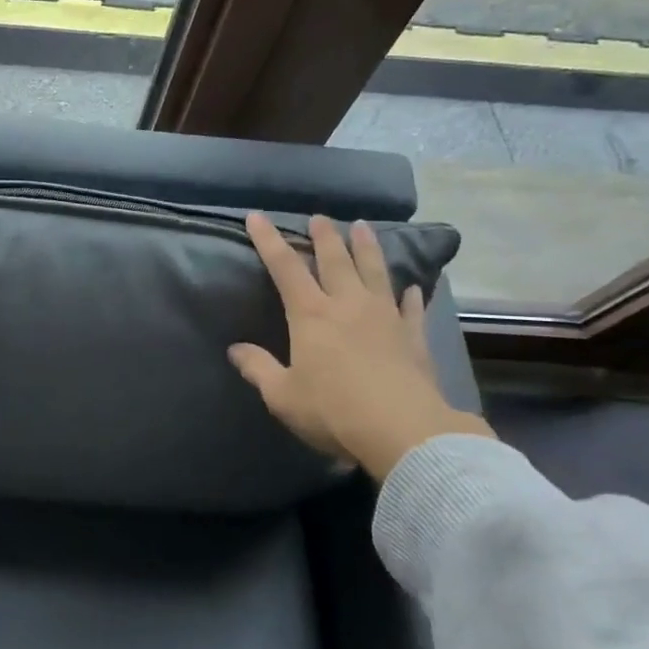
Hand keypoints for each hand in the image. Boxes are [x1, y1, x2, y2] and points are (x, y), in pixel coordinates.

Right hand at [230, 213, 491, 482]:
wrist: (403, 432)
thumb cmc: (333, 411)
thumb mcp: (282, 395)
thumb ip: (258, 368)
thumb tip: (235, 349)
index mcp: (311, 314)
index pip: (285, 267)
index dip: (269, 240)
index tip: (257, 216)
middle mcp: (348, 305)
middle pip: (335, 260)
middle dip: (324, 236)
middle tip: (320, 217)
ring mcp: (385, 318)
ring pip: (375, 272)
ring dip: (367, 248)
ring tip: (363, 227)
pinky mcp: (413, 337)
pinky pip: (412, 308)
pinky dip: (411, 296)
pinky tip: (414, 287)